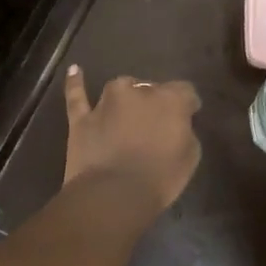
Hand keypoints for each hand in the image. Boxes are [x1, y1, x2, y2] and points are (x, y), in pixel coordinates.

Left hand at [62, 66, 201, 214]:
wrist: (114, 195)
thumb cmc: (160, 178)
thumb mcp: (190, 156)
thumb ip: (185, 131)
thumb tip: (177, 124)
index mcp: (170, 99)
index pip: (185, 91)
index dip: (187, 105)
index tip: (188, 118)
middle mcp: (138, 92)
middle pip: (151, 89)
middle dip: (155, 103)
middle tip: (155, 125)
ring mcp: (106, 102)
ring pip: (120, 89)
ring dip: (125, 98)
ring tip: (127, 113)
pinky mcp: (81, 118)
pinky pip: (77, 95)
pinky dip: (75, 82)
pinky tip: (75, 70)